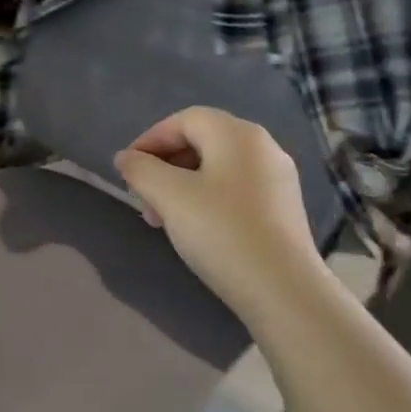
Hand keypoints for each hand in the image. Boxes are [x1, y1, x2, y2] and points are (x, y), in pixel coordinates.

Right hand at [114, 106, 327, 316]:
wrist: (284, 291)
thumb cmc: (222, 232)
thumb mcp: (169, 196)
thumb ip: (140, 170)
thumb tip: (126, 157)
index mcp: (236, 134)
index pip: (183, 120)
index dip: (149, 140)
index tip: (127, 170)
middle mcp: (262, 146)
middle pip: (201, 142)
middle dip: (164, 167)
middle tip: (144, 199)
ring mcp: (277, 178)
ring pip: (216, 168)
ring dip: (182, 186)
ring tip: (163, 219)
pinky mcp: (282, 208)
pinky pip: (235, 189)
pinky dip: (207, 199)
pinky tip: (196, 230)